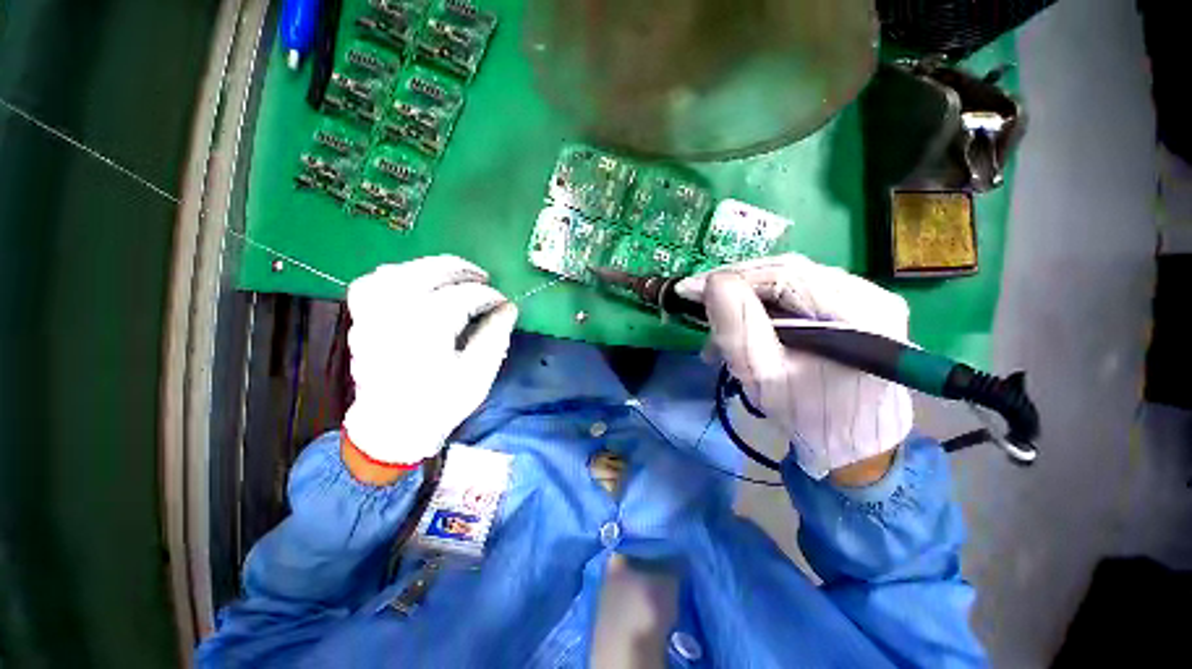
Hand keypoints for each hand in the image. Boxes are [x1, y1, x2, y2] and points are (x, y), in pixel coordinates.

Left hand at [343, 256, 517, 469]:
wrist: (392, 429)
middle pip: (426, 273)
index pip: (462, 297)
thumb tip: (509, 307)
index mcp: (425, 332)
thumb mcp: (478, 375)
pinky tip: (415, 282)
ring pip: (398, 271)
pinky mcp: (361, 319)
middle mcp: (393, 316)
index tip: (503, 302)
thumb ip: (495, 336)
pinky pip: (373, 282)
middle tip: (483, 278)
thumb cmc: (440, 404)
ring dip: (430, 267)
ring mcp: (371, 316)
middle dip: (460, 269)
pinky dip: (397, 274)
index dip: (488, 295)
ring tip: (454, 276)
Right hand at [676, 254, 912, 481]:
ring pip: (789, 280)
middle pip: (787, 272)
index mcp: (859, 311)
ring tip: (717, 320)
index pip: (784, 275)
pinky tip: (743, 322)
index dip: (732, 277)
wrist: (851, 441)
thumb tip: (714, 282)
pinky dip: (763, 304)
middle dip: (735, 285)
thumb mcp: (763, 375)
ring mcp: (865, 296)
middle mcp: (869, 292)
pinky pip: (797, 293)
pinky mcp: (853, 305)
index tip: (688, 289)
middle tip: (696, 299)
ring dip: (745, 296)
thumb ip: (738, 328)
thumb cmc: (806, 414)